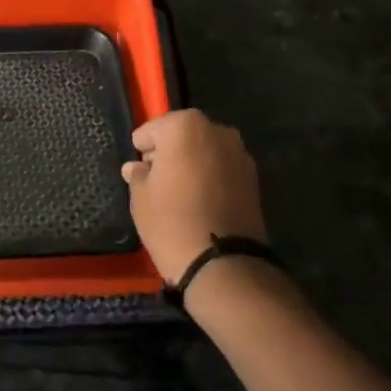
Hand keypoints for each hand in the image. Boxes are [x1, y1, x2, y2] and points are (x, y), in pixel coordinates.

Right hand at [122, 109, 266, 282]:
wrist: (223, 264)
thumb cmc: (171, 222)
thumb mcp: (141, 197)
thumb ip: (138, 174)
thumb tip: (136, 167)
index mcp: (185, 126)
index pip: (153, 129)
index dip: (143, 148)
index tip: (138, 168)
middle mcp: (217, 131)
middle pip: (184, 135)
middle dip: (170, 151)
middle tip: (156, 178)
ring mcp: (240, 154)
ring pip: (205, 151)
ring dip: (192, 163)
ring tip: (179, 191)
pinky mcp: (254, 178)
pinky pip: (222, 169)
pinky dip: (211, 177)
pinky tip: (200, 200)